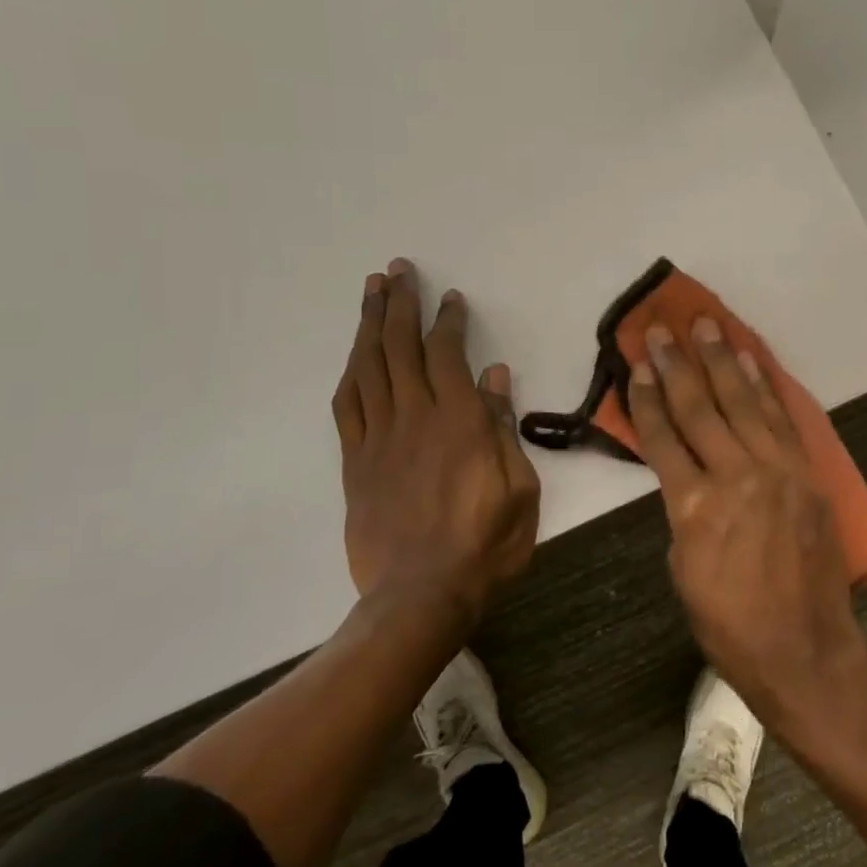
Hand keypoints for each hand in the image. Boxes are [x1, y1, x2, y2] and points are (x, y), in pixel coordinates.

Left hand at [332, 258, 540, 621]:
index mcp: (458, 422)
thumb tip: (495, 376)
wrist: (421, 596)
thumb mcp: (519, 488)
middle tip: (397, 270)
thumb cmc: (485, 544)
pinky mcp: (355, 462)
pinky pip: (347, 406)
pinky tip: (355, 354)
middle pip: (400, 347)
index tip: (450, 298)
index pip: (447, 355)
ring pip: (368, 367)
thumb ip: (503, 428)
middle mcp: (414, 418)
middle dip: (399, 303)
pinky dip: (351, 372)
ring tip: (370, 292)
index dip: (447, 320)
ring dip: (369, 325)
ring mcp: (378, 439)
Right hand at [627, 317, 866, 725]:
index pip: (662, 437)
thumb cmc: (730, 622)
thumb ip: (682, 511)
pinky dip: (765, 387)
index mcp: (694, 506)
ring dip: (723, 360)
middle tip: (662, 329)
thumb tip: (685, 474)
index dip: (646, 397)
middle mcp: (735, 476)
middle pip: (699, 407)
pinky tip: (752, 362)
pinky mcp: (807, 473)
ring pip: (743, 402)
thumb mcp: (683, 568)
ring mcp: (778, 470)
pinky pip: (782, 419)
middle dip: (677, 365)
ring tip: (707, 325)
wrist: (804, 648)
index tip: (637, 364)